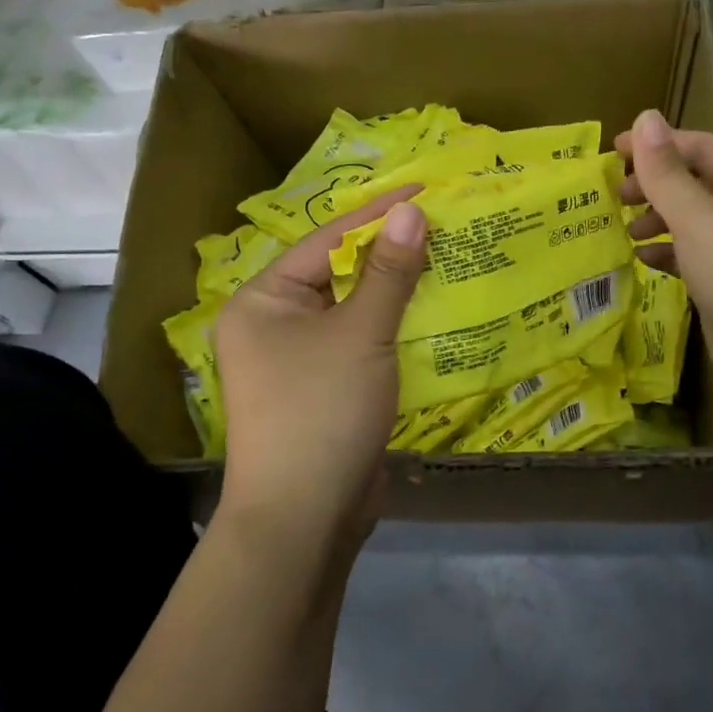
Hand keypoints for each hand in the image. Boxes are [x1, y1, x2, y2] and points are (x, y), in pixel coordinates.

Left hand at [214, 189, 425, 552]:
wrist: (304, 521)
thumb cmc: (321, 411)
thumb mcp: (360, 333)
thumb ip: (388, 271)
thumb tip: (411, 211)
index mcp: (264, 301)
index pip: (326, 241)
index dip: (376, 214)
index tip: (424, 190)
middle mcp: (275, 324)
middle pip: (339, 274)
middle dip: (390, 252)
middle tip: (442, 225)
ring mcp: (300, 361)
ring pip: (355, 310)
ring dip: (397, 291)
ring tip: (448, 259)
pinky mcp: (327, 390)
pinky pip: (363, 344)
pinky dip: (395, 328)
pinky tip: (435, 312)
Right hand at [616, 110, 712, 414]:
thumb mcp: (700, 219)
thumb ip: (667, 172)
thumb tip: (645, 117)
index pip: (702, 147)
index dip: (658, 144)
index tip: (613, 151)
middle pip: (697, 184)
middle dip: (655, 184)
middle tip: (614, 195)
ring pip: (695, 222)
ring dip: (659, 220)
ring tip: (624, 229)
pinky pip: (696, 257)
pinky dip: (669, 253)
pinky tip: (643, 260)